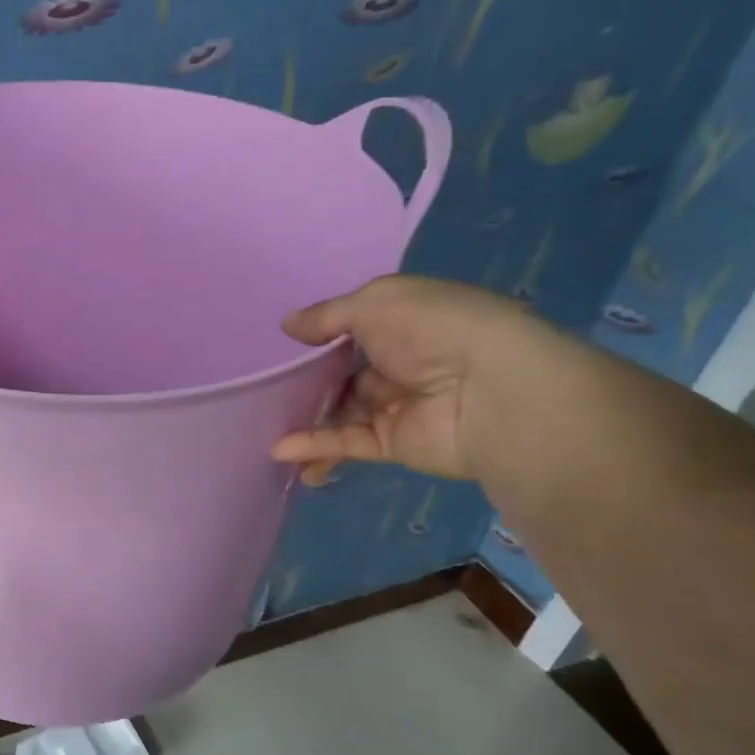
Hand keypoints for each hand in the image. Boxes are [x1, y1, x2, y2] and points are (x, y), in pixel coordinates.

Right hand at [271, 275, 544, 483]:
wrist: (492, 391)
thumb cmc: (434, 330)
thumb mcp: (374, 303)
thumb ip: (326, 316)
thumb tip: (287, 325)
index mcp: (407, 322)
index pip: (357, 327)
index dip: (321, 335)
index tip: (283, 344)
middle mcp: (402, 362)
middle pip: (344, 373)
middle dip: (308, 381)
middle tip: (264, 387)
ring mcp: (397, 405)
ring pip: (340, 412)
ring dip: (304, 419)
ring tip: (262, 426)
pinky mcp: (393, 443)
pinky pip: (346, 442)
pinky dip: (314, 446)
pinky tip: (281, 451)